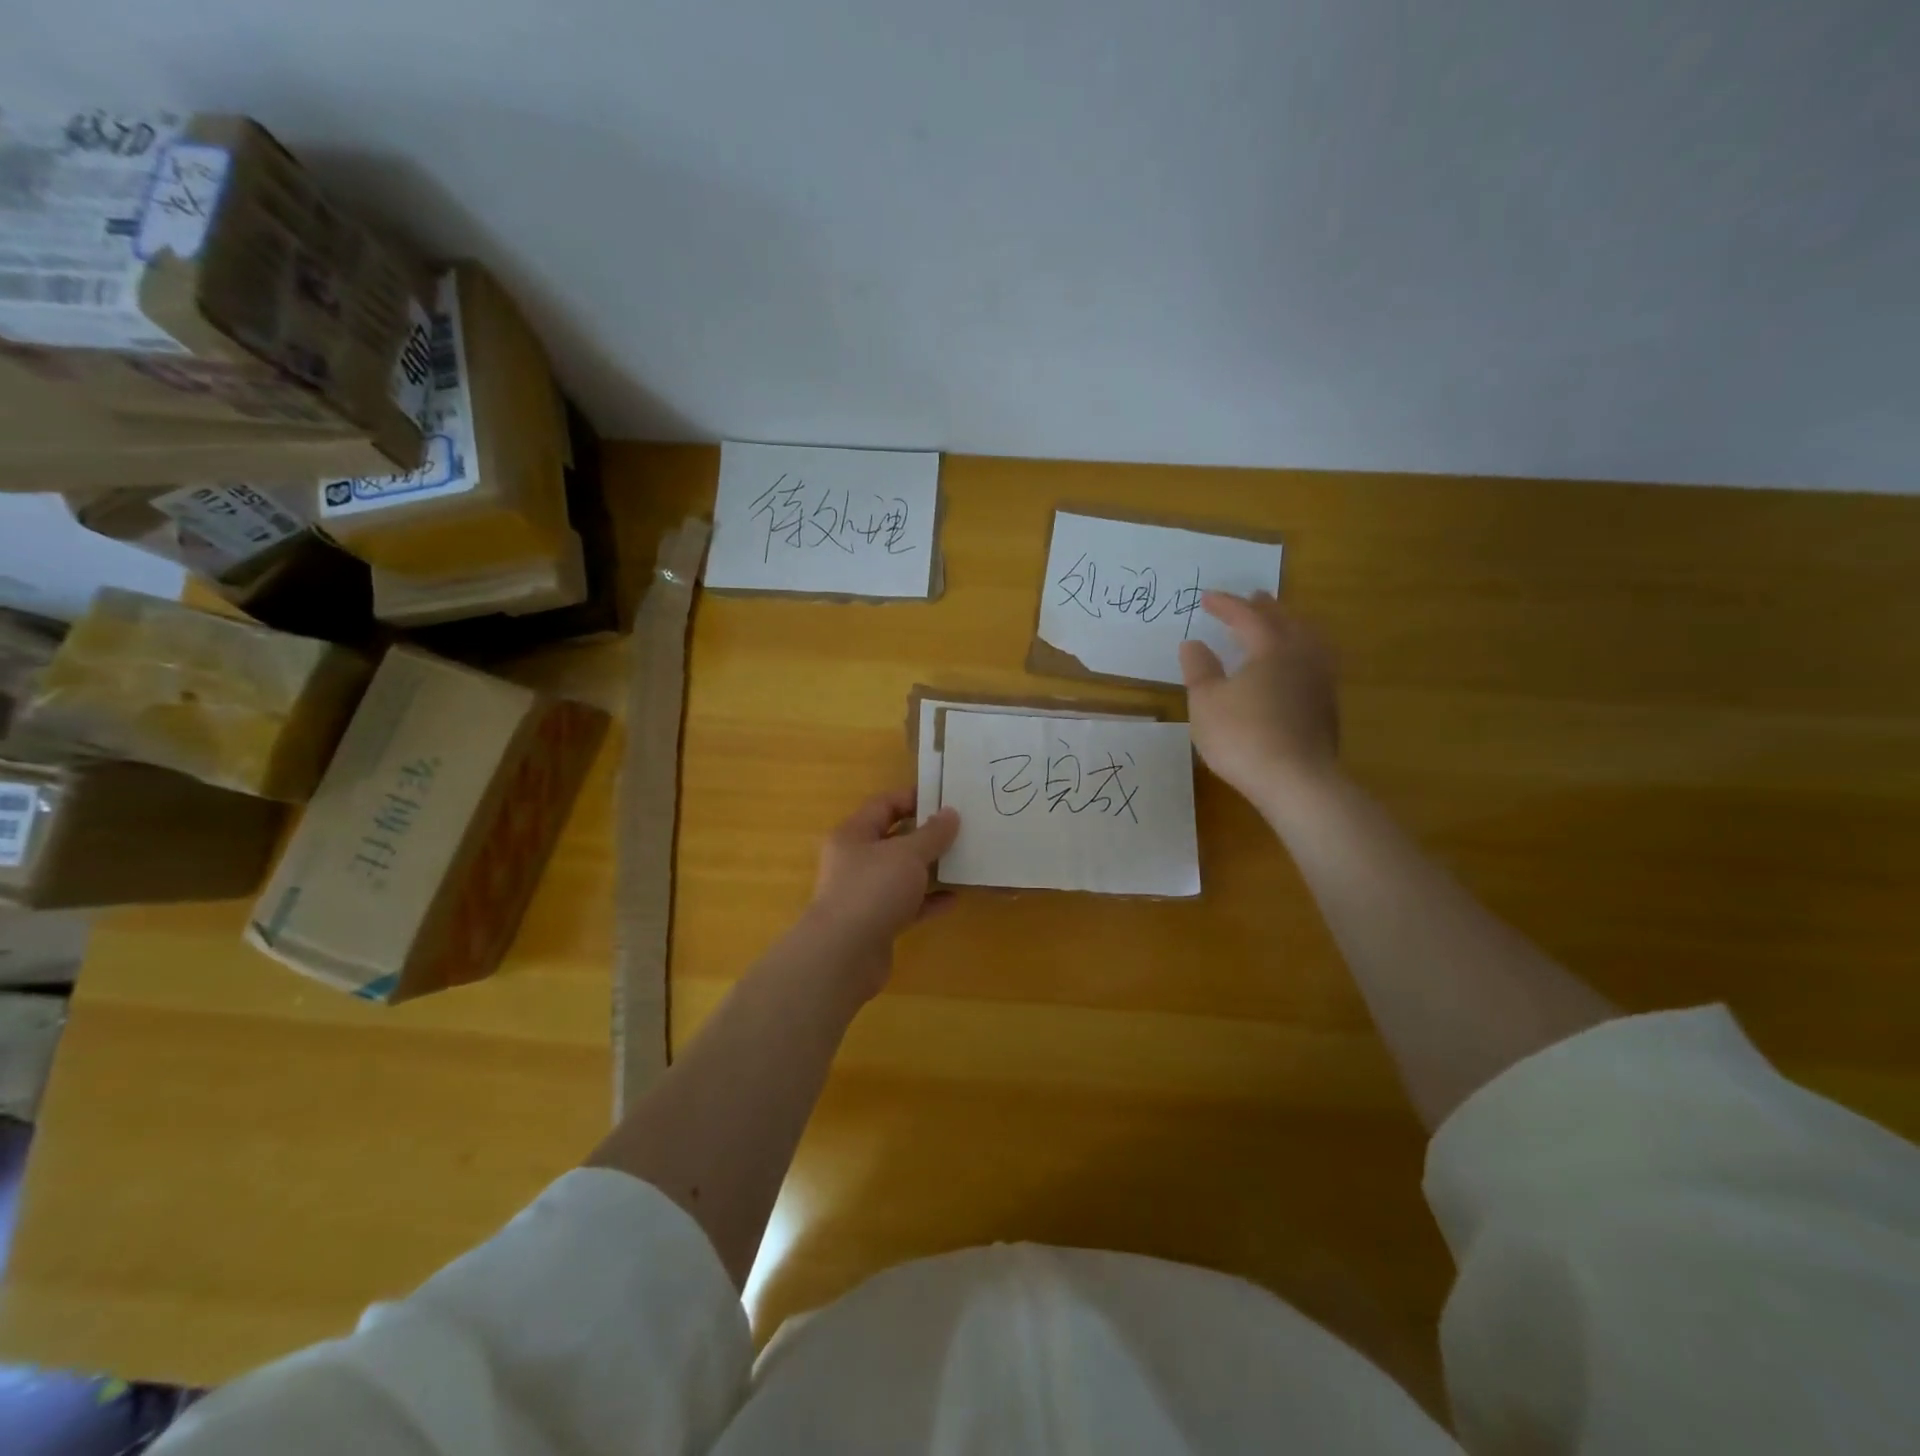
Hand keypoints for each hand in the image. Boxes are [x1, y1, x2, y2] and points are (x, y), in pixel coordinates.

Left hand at [805, 790, 960, 993]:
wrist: (843, 955)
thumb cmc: (872, 890)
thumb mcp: (908, 854)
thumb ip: (932, 834)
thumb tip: (950, 813)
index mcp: (853, 834)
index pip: (884, 805)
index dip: (913, 798)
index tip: (946, 799)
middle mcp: (855, 861)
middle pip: (893, 839)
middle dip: (925, 835)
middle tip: (960, 830)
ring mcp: (864, 894)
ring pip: (901, 874)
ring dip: (929, 869)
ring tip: (962, 861)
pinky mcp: (876, 923)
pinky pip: (907, 905)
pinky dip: (928, 901)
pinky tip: (953, 898)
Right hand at [1179, 592, 1340, 810]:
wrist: (1297, 781)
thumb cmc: (1243, 736)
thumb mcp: (1206, 702)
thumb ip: (1199, 669)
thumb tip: (1193, 644)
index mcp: (1272, 648)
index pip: (1248, 617)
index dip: (1226, 605)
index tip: (1205, 598)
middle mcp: (1302, 656)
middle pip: (1286, 622)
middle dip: (1267, 608)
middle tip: (1254, 597)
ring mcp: (1321, 682)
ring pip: (1310, 641)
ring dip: (1293, 627)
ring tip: (1283, 625)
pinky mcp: (1328, 707)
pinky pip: (1317, 663)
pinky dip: (1302, 652)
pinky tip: (1295, 667)